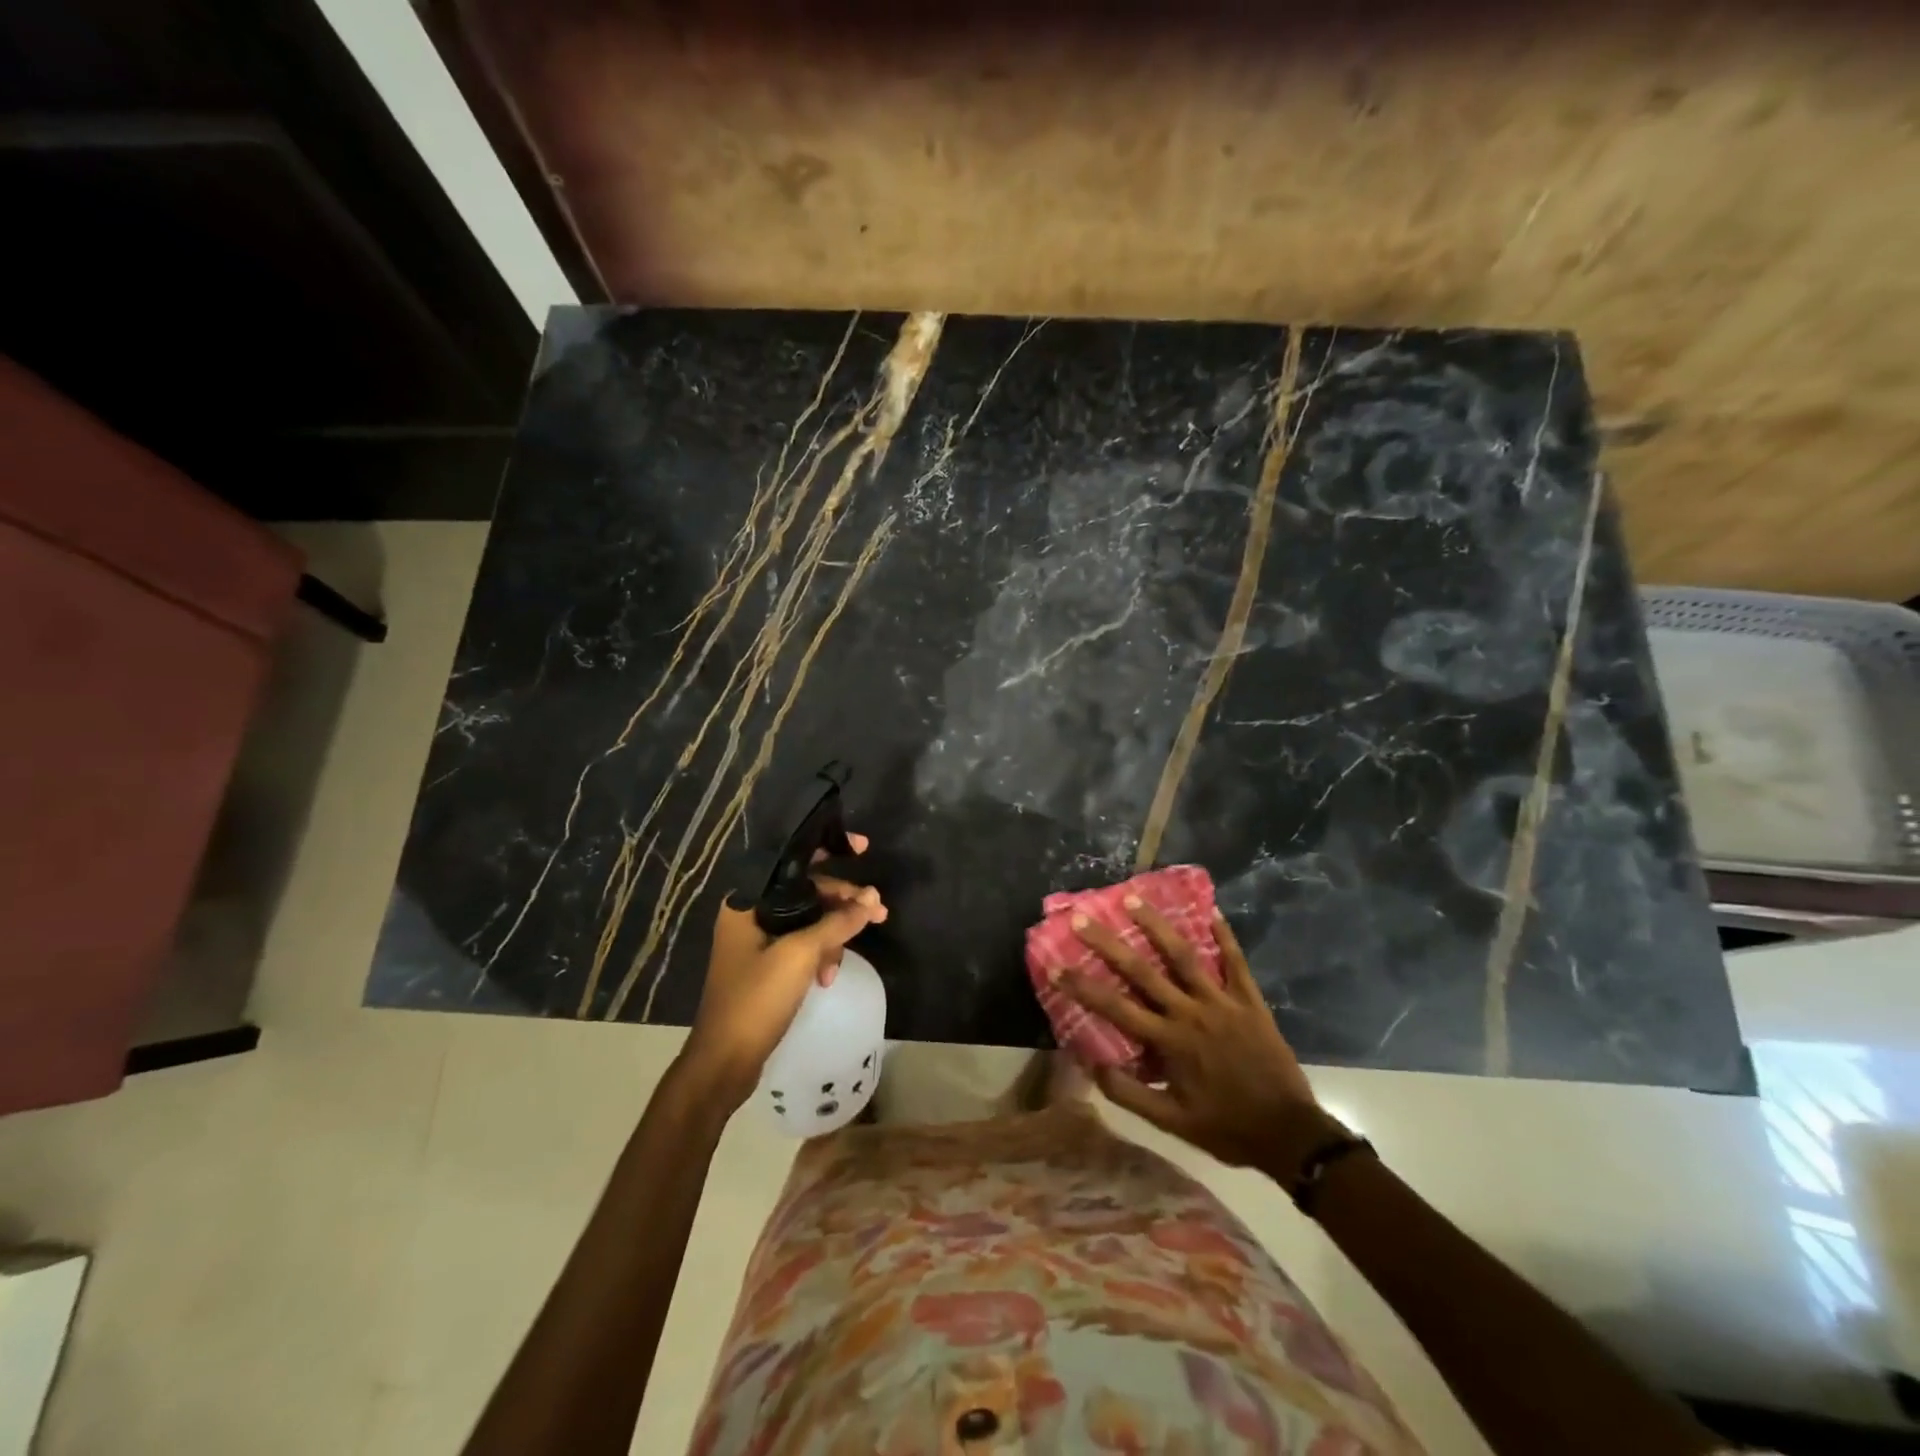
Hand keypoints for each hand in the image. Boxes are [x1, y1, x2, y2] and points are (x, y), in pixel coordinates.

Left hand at [681, 835, 885, 1106]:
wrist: (724, 1061)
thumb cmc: (756, 998)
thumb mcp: (801, 955)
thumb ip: (837, 923)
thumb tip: (871, 900)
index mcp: (748, 901)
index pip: (793, 860)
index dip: (829, 849)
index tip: (863, 848)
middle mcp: (750, 914)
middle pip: (806, 891)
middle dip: (843, 902)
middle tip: (879, 911)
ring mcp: (756, 942)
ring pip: (808, 920)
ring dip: (833, 934)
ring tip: (850, 954)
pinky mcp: (765, 966)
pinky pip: (802, 945)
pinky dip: (819, 955)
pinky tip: (828, 977)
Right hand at [1060, 899, 1319, 1168]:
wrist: (1290, 1134)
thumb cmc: (1226, 1127)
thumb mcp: (1172, 1123)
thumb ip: (1130, 1094)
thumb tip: (1092, 1064)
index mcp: (1169, 1042)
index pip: (1115, 1008)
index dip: (1082, 986)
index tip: (1054, 966)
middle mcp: (1190, 1013)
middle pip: (1143, 971)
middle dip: (1109, 944)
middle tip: (1083, 918)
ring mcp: (1222, 1002)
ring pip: (1184, 956)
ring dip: (1157, 926)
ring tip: (1135, 899)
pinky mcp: (1250, 1001)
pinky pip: (1236, 962)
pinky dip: (1225, 936)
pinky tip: (1213, 911)